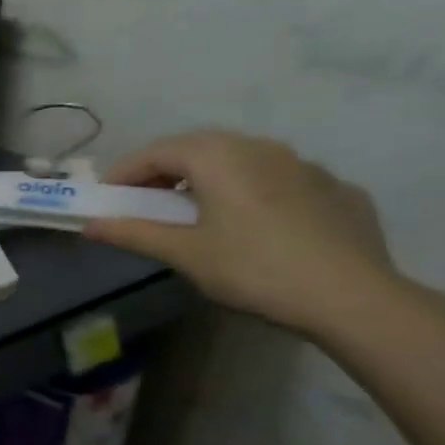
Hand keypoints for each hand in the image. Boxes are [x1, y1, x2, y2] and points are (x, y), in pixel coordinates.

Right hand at [83, 130, 397, 333]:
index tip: (106, 198)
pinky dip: (255, 193)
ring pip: (242, 160)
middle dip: (164, 171)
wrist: (354, 298)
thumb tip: (90, 226)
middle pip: (198, 148)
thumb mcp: (185, 254)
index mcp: (218, 157)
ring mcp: (305, 165)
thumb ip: (134, 233)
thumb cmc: (254, 269)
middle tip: (145, 202)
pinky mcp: (338, 189)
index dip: (124, 173)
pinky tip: (257, 225)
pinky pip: (281, 181)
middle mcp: (260, 147)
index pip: (156, 152)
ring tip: (199, 212)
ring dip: (210, 178)